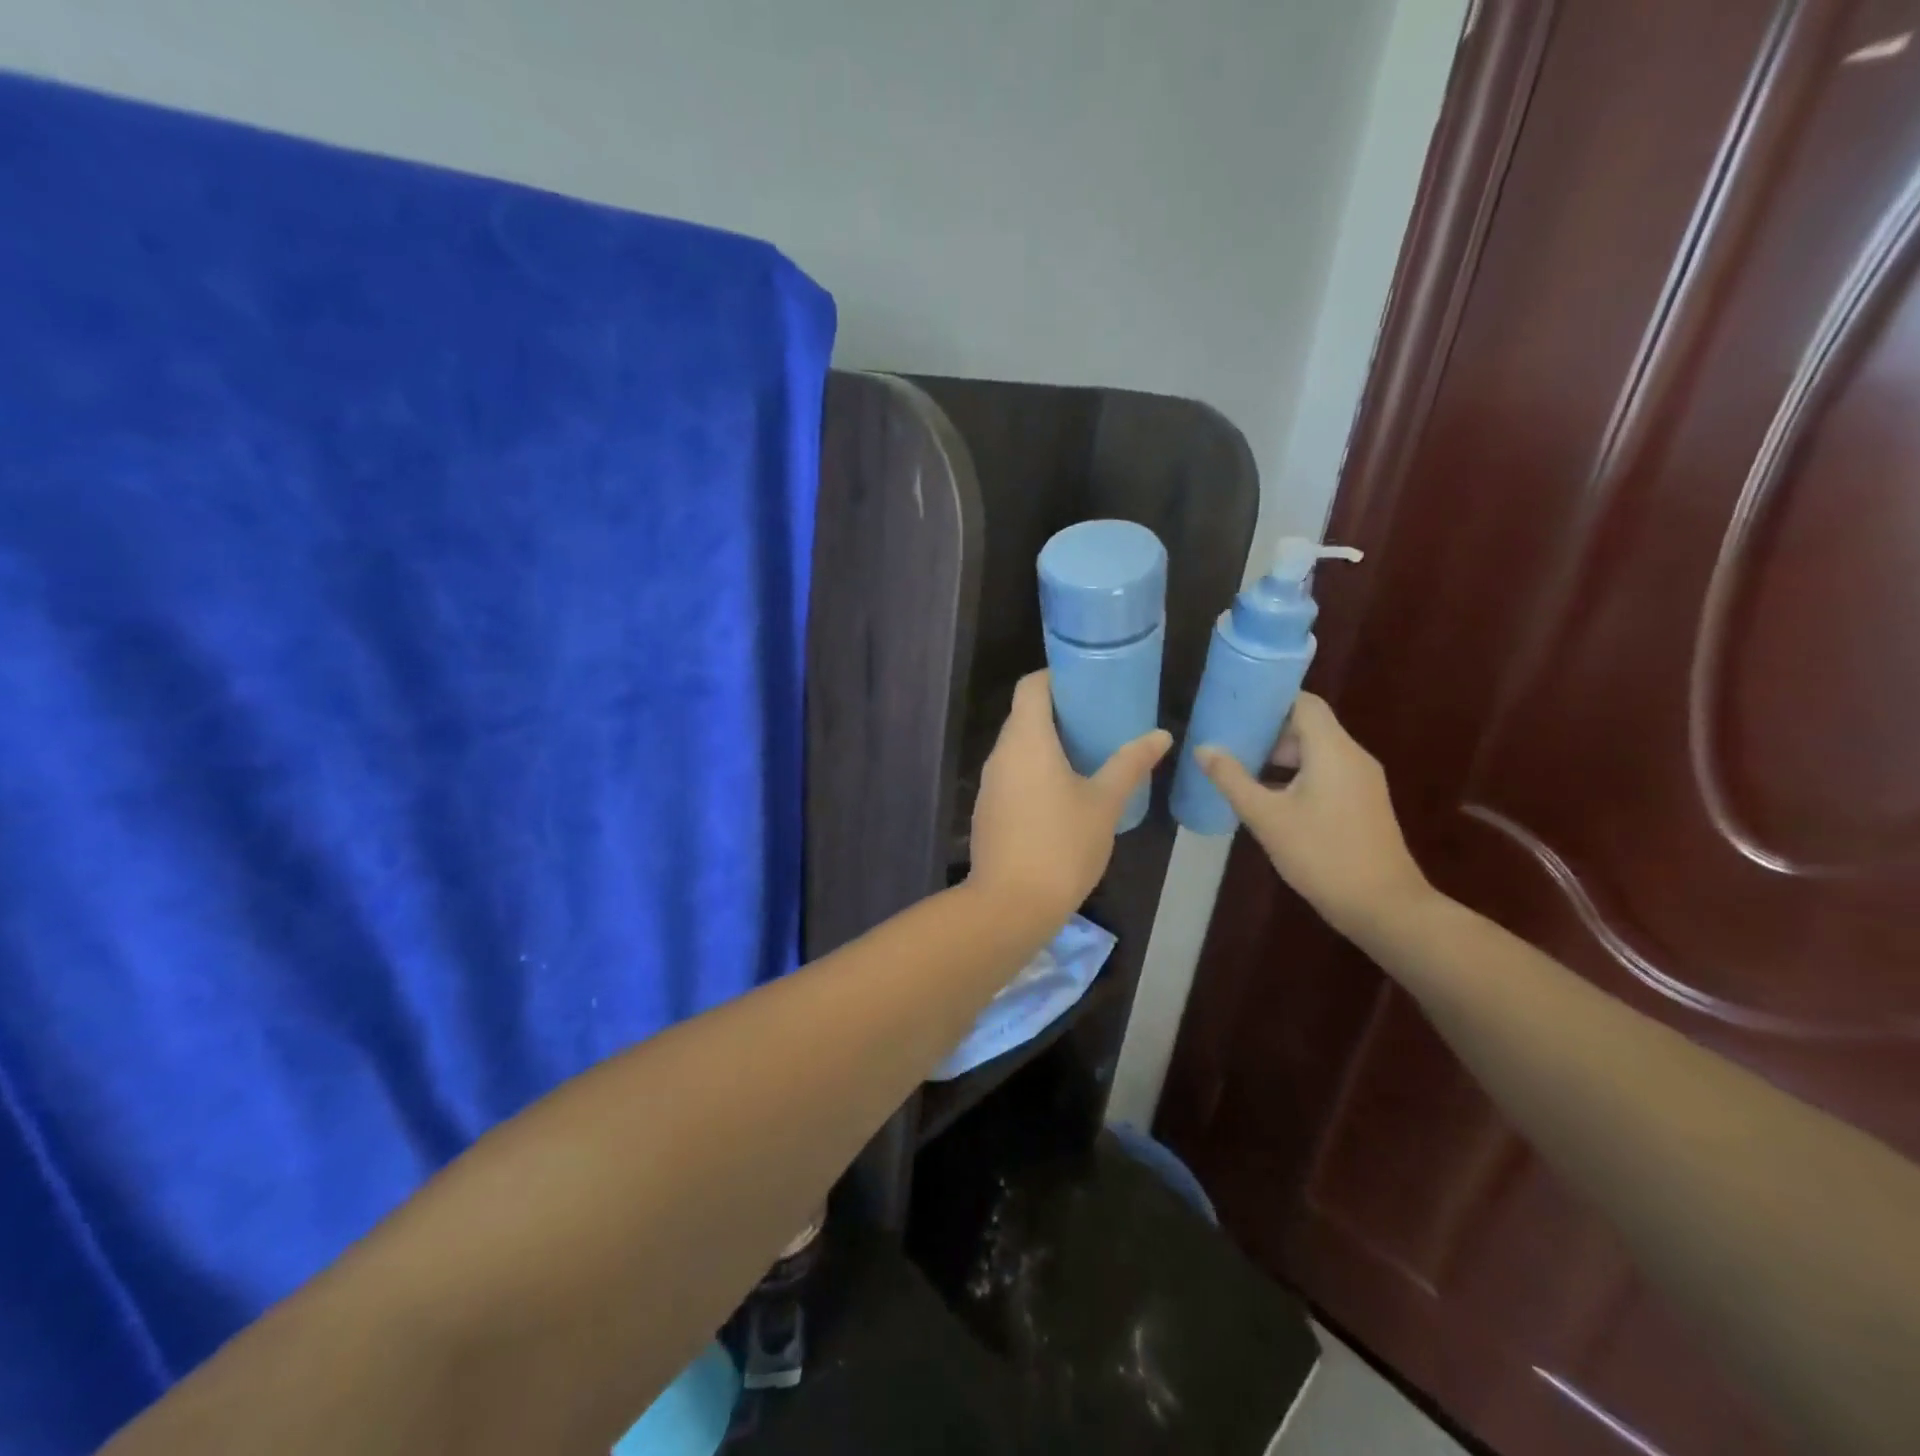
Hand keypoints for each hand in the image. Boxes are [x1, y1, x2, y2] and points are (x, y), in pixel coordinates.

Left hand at [968, 671, 1171, 927]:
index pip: (1032, 687)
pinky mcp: (987, 810)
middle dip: (1059, 712)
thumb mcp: (1105, 803)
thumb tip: (1160, 735)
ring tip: (1087, 753)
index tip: (1088, 684)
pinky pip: (1012, 774)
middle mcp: (1000, 754)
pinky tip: (1062, 792)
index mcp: (1026, 740)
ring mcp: (989, 784)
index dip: (1056, 677)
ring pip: (1017, 748)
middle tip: (1099, 719)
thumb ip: (1130, 764)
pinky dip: (1035, 770)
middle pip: (1024, 715)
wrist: (1011, 904)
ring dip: (1047, 744)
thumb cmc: (1062, 845)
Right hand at [1196, 693, 1430, 938]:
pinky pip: (1326, 773)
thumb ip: (1232, 779)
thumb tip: (1203, 748)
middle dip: (1267, 731)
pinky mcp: (1362, 803)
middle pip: (1308, 726)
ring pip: (1316, 752)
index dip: (1269, 700)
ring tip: (1239, 769)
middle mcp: (1352, 756)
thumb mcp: (1267, 817)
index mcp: (1332, 750)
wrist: (1383, 906)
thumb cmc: (1322, 854)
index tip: (1234, 707)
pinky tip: (1268, 798)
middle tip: (1228, 741)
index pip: (1303, 703)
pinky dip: (1296, 775)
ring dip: (1279, 756)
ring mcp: (1361, 781)